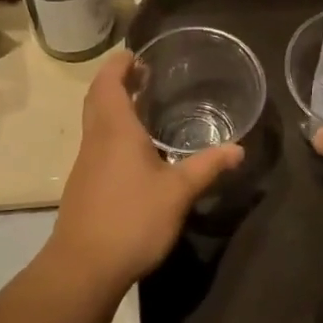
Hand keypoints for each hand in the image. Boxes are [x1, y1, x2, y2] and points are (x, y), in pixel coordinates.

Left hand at [48, 50, 243, 285]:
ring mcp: (85, 163)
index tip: (136, 55)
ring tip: (143, 107)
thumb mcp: (178, 193)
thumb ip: (208, 167)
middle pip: (98, 98)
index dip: (119, 64)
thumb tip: (238, 149)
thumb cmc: (132, 220)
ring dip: (114, 107)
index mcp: (115, 130)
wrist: (84, 267)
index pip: (108, 82)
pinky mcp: (83, 185)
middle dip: (117, 81)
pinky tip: (135, 152)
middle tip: (144, 76)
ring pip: (95, 122)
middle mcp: (95, 139)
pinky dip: (112, 132)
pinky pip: (97, 144)